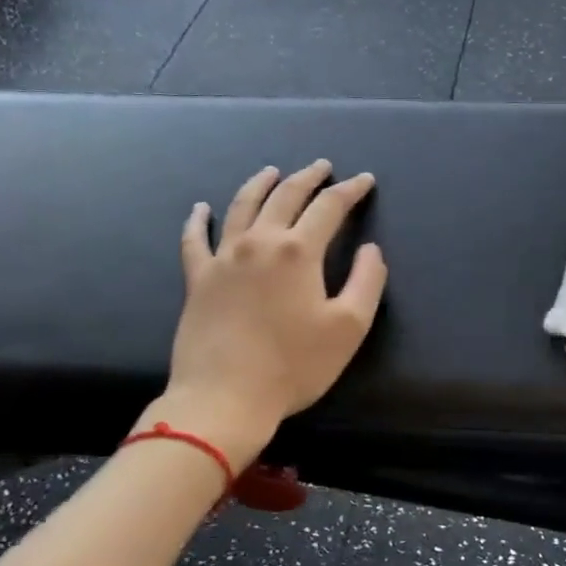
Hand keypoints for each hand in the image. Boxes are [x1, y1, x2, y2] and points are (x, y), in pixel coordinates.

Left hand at [157, 161, 386, 452]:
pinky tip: (201, 208)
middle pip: (285, 196)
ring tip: (272, 171)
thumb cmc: (294, 365)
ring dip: (260, 184)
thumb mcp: (349, 327)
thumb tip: (370, 249)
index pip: (329, 207)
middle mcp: (259, 242)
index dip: (350, 190)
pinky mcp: (198, 279)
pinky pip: (195, 240)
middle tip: (322, 166)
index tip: (365, 180)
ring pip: (242, 206)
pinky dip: (198, 220)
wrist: (224, 398)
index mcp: (298, 251)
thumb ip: (368, 281)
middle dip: (308, 177)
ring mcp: (223, 258)